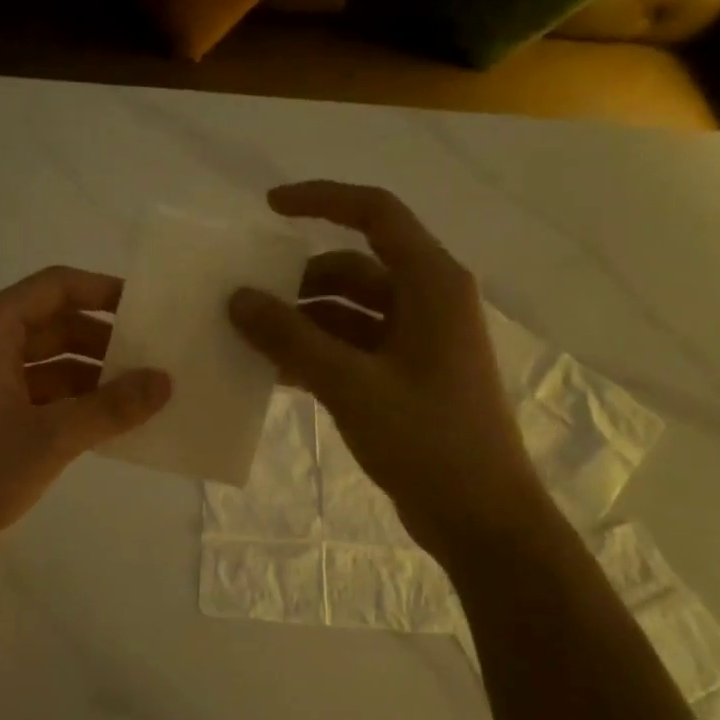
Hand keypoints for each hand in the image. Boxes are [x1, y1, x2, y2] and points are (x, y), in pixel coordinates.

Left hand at [0, 266, 170, 581]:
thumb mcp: (51, 438)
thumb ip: (111, 407)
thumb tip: (166, 380)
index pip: (56, 287)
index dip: (104, 292)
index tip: (150, 309)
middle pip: (54, 322)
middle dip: (104, 339)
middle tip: (156, 356)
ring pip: (48, 360)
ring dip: (92, 374)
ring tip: (143, 392)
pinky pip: (37, 390)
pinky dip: (72, 400)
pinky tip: (109, 420)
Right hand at [228, 182, 542, 555]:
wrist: (481, 519)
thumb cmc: (427, 440)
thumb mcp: (350, 384)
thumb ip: (290, 338)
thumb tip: (238, 298)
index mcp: (431, 284)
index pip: (375, 214)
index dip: (321, 200)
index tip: (268, 207)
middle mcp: (428, 302)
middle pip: (353, 266)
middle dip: (297, 280)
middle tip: (243, 296)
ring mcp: (417, 342)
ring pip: (348, 311)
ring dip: (301, 320)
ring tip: (248, 338)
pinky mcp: (405, 377)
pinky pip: (352, 347)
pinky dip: (315, 352)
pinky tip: (274, 371)